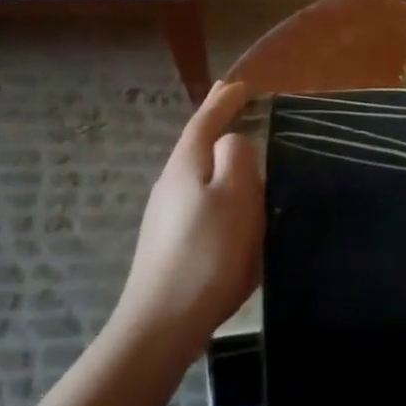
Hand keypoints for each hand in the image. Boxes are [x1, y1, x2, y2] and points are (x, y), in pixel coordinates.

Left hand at [114, 80, 263, 353]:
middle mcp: (171, 184)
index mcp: (187, 167)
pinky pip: (199, 198)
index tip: (241, 85)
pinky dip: (217, 186)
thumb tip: (233, 141)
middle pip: (196, 144)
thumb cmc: (207, 253)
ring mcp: (166, 215)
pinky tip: (230, 203)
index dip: (223, 101)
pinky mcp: (171, 241)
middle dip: (216, 122)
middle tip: (234, 103)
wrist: (164, 321)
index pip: (205, 122)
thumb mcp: (235, 197)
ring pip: (197, 172)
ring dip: (218, 155)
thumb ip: (237, 158)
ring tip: (240, 151)